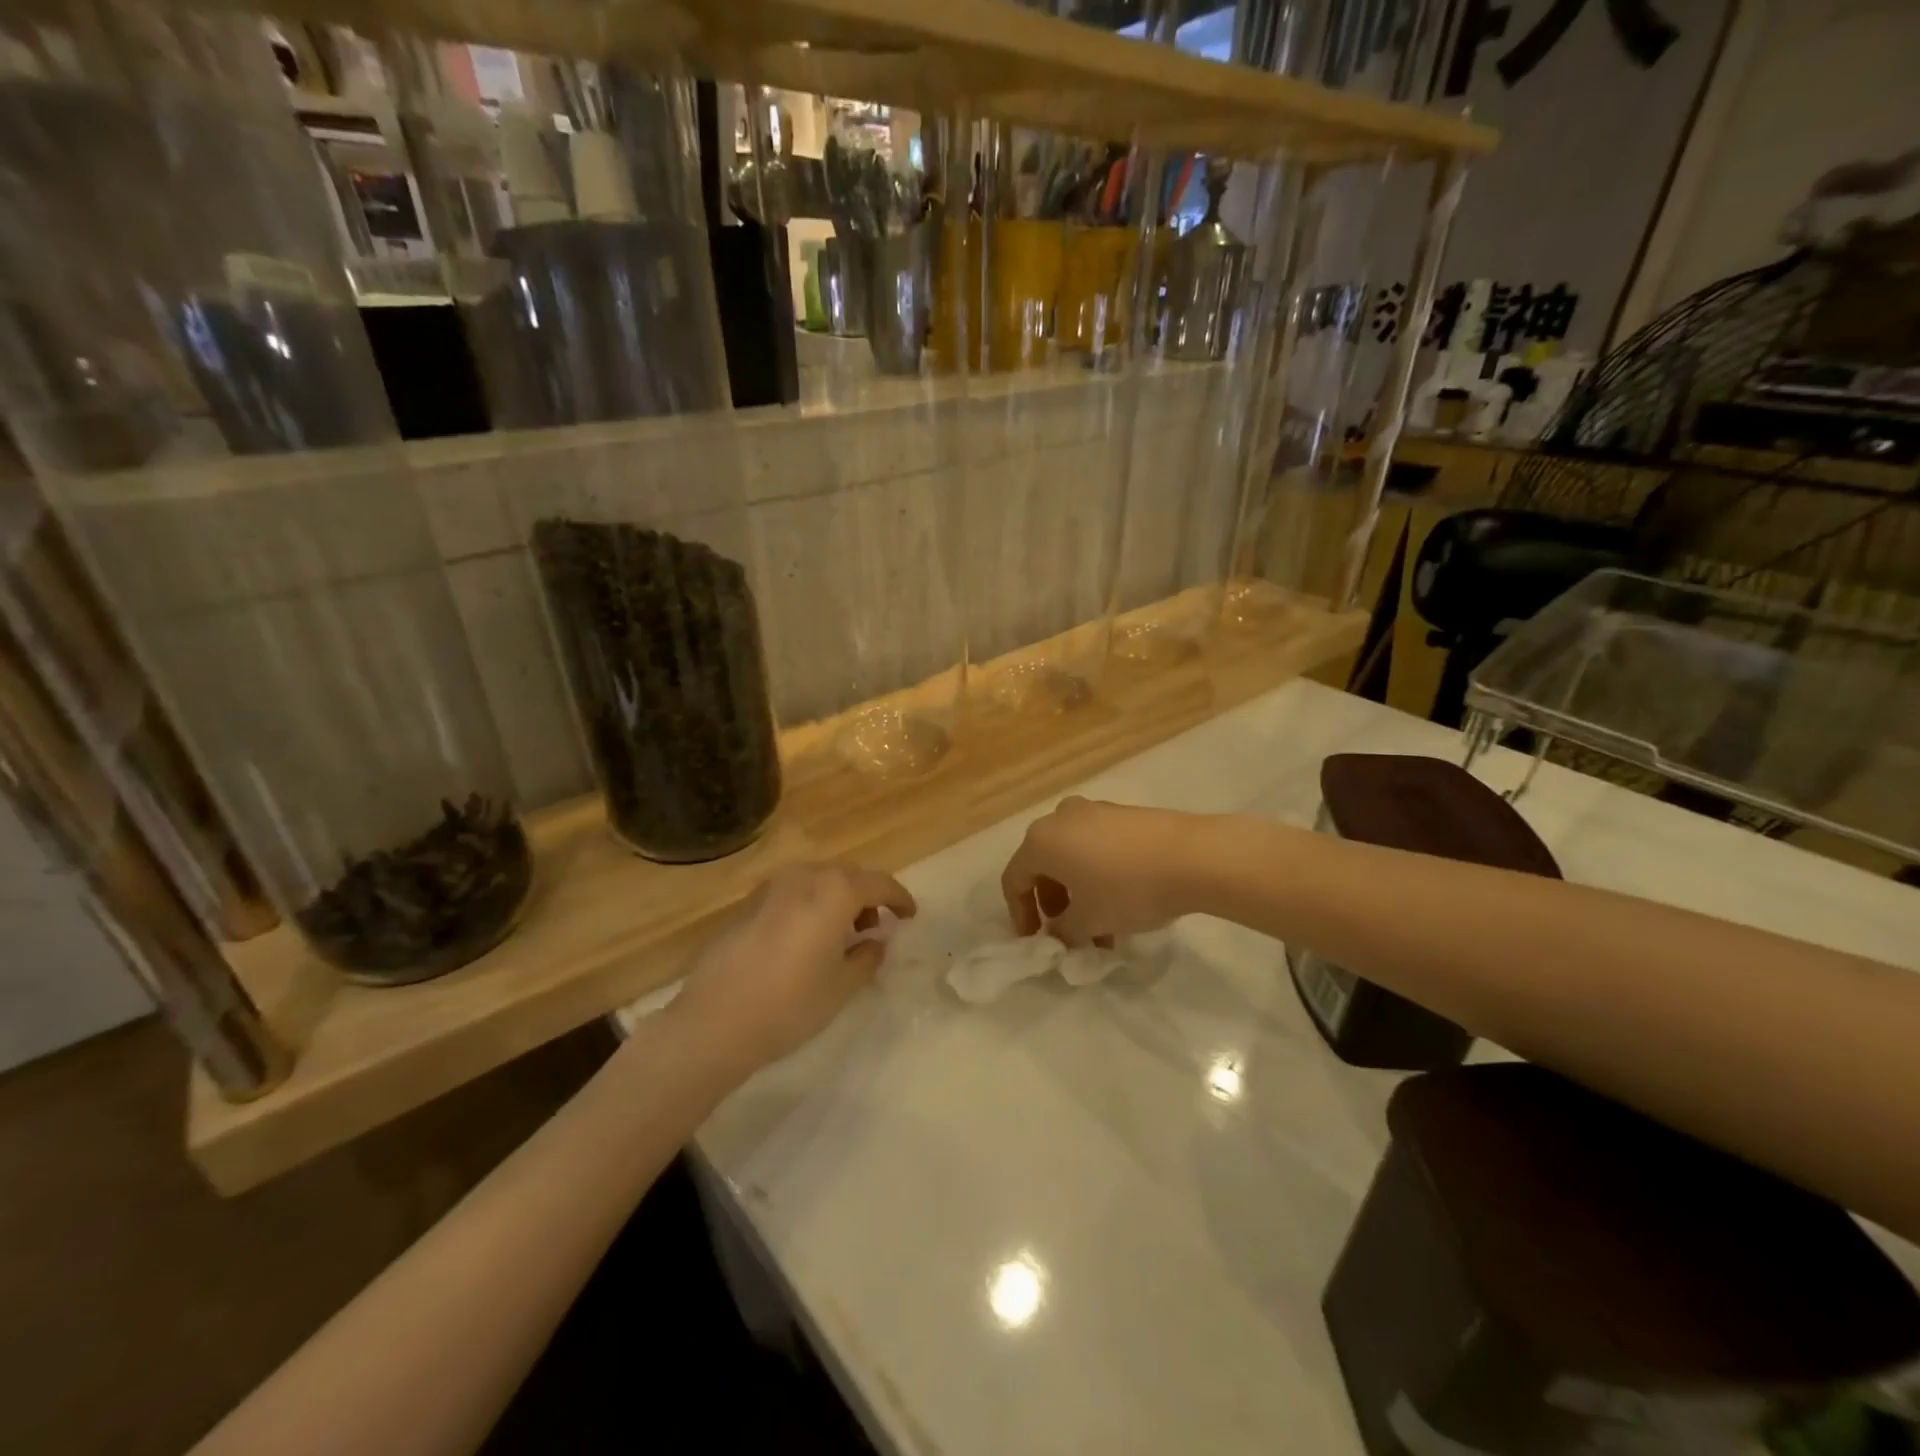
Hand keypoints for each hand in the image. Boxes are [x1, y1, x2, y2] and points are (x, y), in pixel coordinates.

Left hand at [671, 861, 916, 1076]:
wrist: (713, 1022)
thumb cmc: (790, 1004)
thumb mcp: (842, 986)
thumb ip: (867, 957)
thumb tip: (876, 940)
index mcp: (834, 891)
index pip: (879, 884)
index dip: (900, 899)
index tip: (910, 916)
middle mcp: (804, 876)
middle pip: (848, 876)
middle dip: (868, 896)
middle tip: (878, 925)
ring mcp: (771, 887)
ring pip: (818, 881)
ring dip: (838, 898)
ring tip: (843, 933)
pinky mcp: (748, 903)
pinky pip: (792, 893)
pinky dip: (810, 905)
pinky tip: (807, 937)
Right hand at [1001, 797, 1202, 945]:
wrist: (1193, 856)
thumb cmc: (1128, 889)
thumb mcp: (1089, 921)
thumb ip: (1063, 932)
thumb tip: (1059, 933)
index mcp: (1041, 841)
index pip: (1014, 880)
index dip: (1019, 915)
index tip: (1035, 942)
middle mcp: (1060, 818)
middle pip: (1043, 865)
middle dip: (1052, 904)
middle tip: (1068, 934)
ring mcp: (1094, 811)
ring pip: (1072, 856)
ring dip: (1078, 893)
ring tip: (1101, 928)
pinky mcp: (1123, 814)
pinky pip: (1096, 846)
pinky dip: (1098, 875)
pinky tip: (1122, 903)